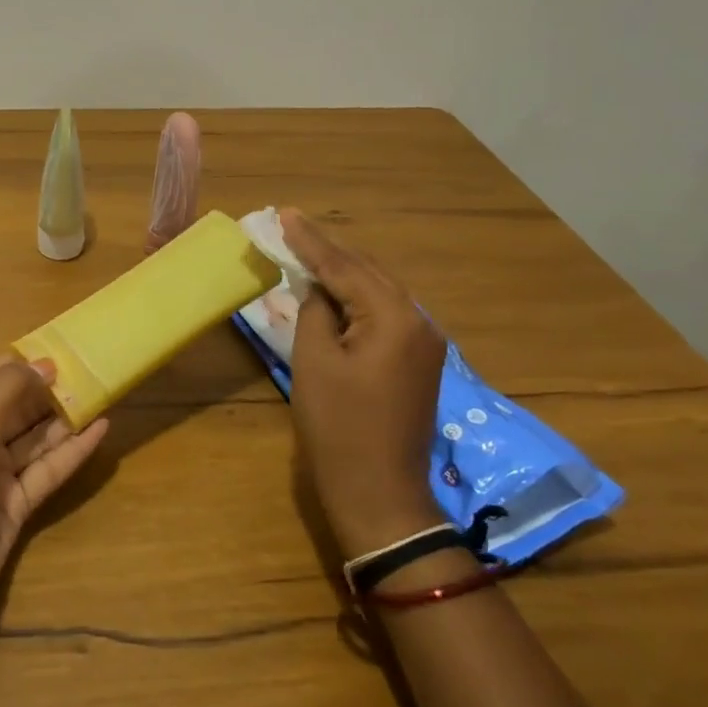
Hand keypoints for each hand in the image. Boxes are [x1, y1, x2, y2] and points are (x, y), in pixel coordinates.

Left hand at [0, 355, 109, 624]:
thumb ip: (7, 391)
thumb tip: (46, 364)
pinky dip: (73, 451)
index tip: (59, 349)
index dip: (20, 363)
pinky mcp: (16, 507)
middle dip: (48, 389)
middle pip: (15, 408)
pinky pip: (48, 471)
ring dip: (65, 418)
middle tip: (90, 369)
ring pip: (35, 439)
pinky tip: (100, 431)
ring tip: (101, 393)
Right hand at [281, 211, 446, 559]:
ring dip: (343, 273)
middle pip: (367, 272)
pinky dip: (356, 299)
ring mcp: (423, 343)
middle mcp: (417, 321)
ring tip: (308, 251)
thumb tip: (316, 286)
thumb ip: (314, 311)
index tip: (284, 213)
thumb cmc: (339, 427)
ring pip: (377, 292)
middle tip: (291, 226)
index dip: (310, 241)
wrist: (380, 493)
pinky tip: (334, 291)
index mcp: (393, 317)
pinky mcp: (418, 362)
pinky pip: (384, 314)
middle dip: (328, 251)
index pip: (344, 267)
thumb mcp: (314, 361)